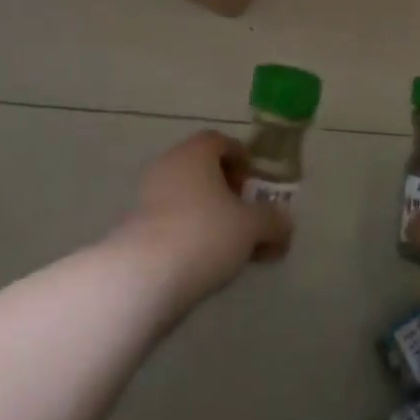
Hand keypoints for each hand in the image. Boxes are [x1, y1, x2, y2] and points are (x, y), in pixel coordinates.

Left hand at [114, 131, 290, 310]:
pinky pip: (172, 223)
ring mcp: (147, 197)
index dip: (242, 159)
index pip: (221, 141)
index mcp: (195, 152)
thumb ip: (273, 220)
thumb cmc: (205, 234)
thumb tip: (284, 222)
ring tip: (232, 249)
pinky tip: (206, 263)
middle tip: (247, 219)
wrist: (143, 277)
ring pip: (188, 199)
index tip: (255, 185)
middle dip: (229, 193)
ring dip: (211, 217)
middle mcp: (169, 165)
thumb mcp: (252, 227)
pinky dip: (191, 235)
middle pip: (204, 171)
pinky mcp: (135, 228)